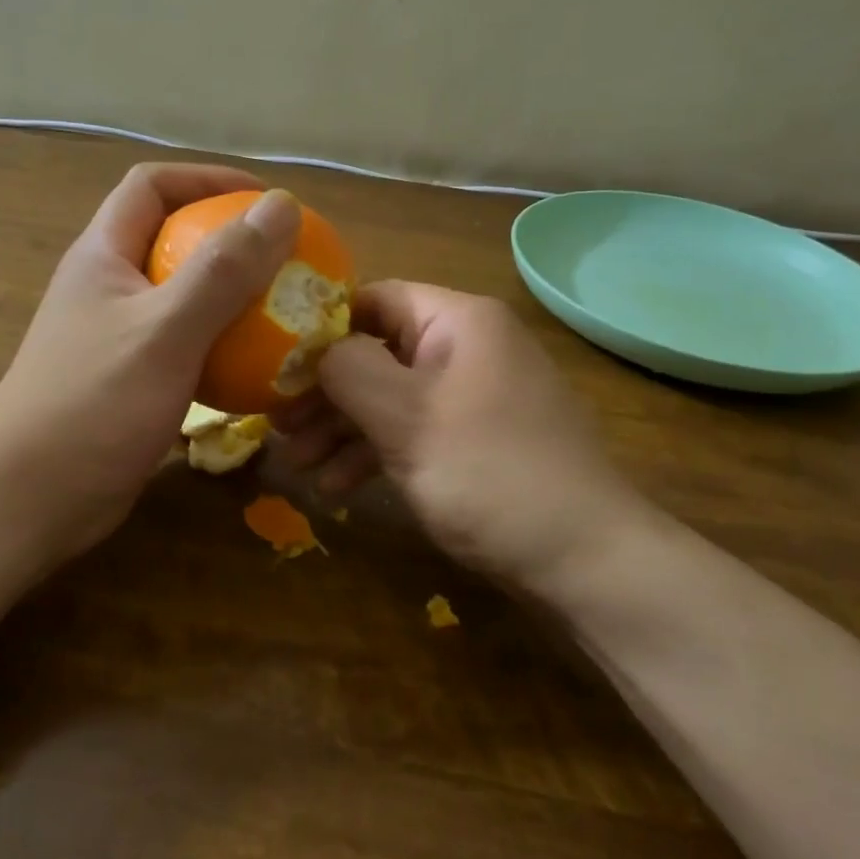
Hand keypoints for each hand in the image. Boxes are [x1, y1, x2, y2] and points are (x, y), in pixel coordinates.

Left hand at [0, 164, 301, 561]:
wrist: (29, 501)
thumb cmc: (92, 406)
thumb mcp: (165, 332)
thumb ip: (224, 269)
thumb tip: (282, 206)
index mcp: (103, 256)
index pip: (152, 185)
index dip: (208, 179)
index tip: (266, 201)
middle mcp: (108, 287)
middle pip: (172, 239)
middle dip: (230, 240)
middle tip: (288, 260)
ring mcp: (117, 337)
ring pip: (183, 297)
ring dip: (232, 298)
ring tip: (284, 311)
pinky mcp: (130, 381)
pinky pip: (186, 346)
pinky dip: (222, 347)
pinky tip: (257, 369)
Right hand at [277, 282, 653, 586]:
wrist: (584, 559)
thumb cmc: (489, 473)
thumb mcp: (405, 417)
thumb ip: (348, 369)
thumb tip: (314, 346)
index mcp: (458, 322)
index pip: (373, 299)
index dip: (321, 327)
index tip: (274, 364)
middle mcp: (467, 347)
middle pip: (377, 352)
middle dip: (324, 392)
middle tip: (278, 427)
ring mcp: (473, 396)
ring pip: (390, 397)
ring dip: (341, 430)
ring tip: (298, 467)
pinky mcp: (476, 440)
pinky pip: (413, 431)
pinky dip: (375, 453)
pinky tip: (338, 488)